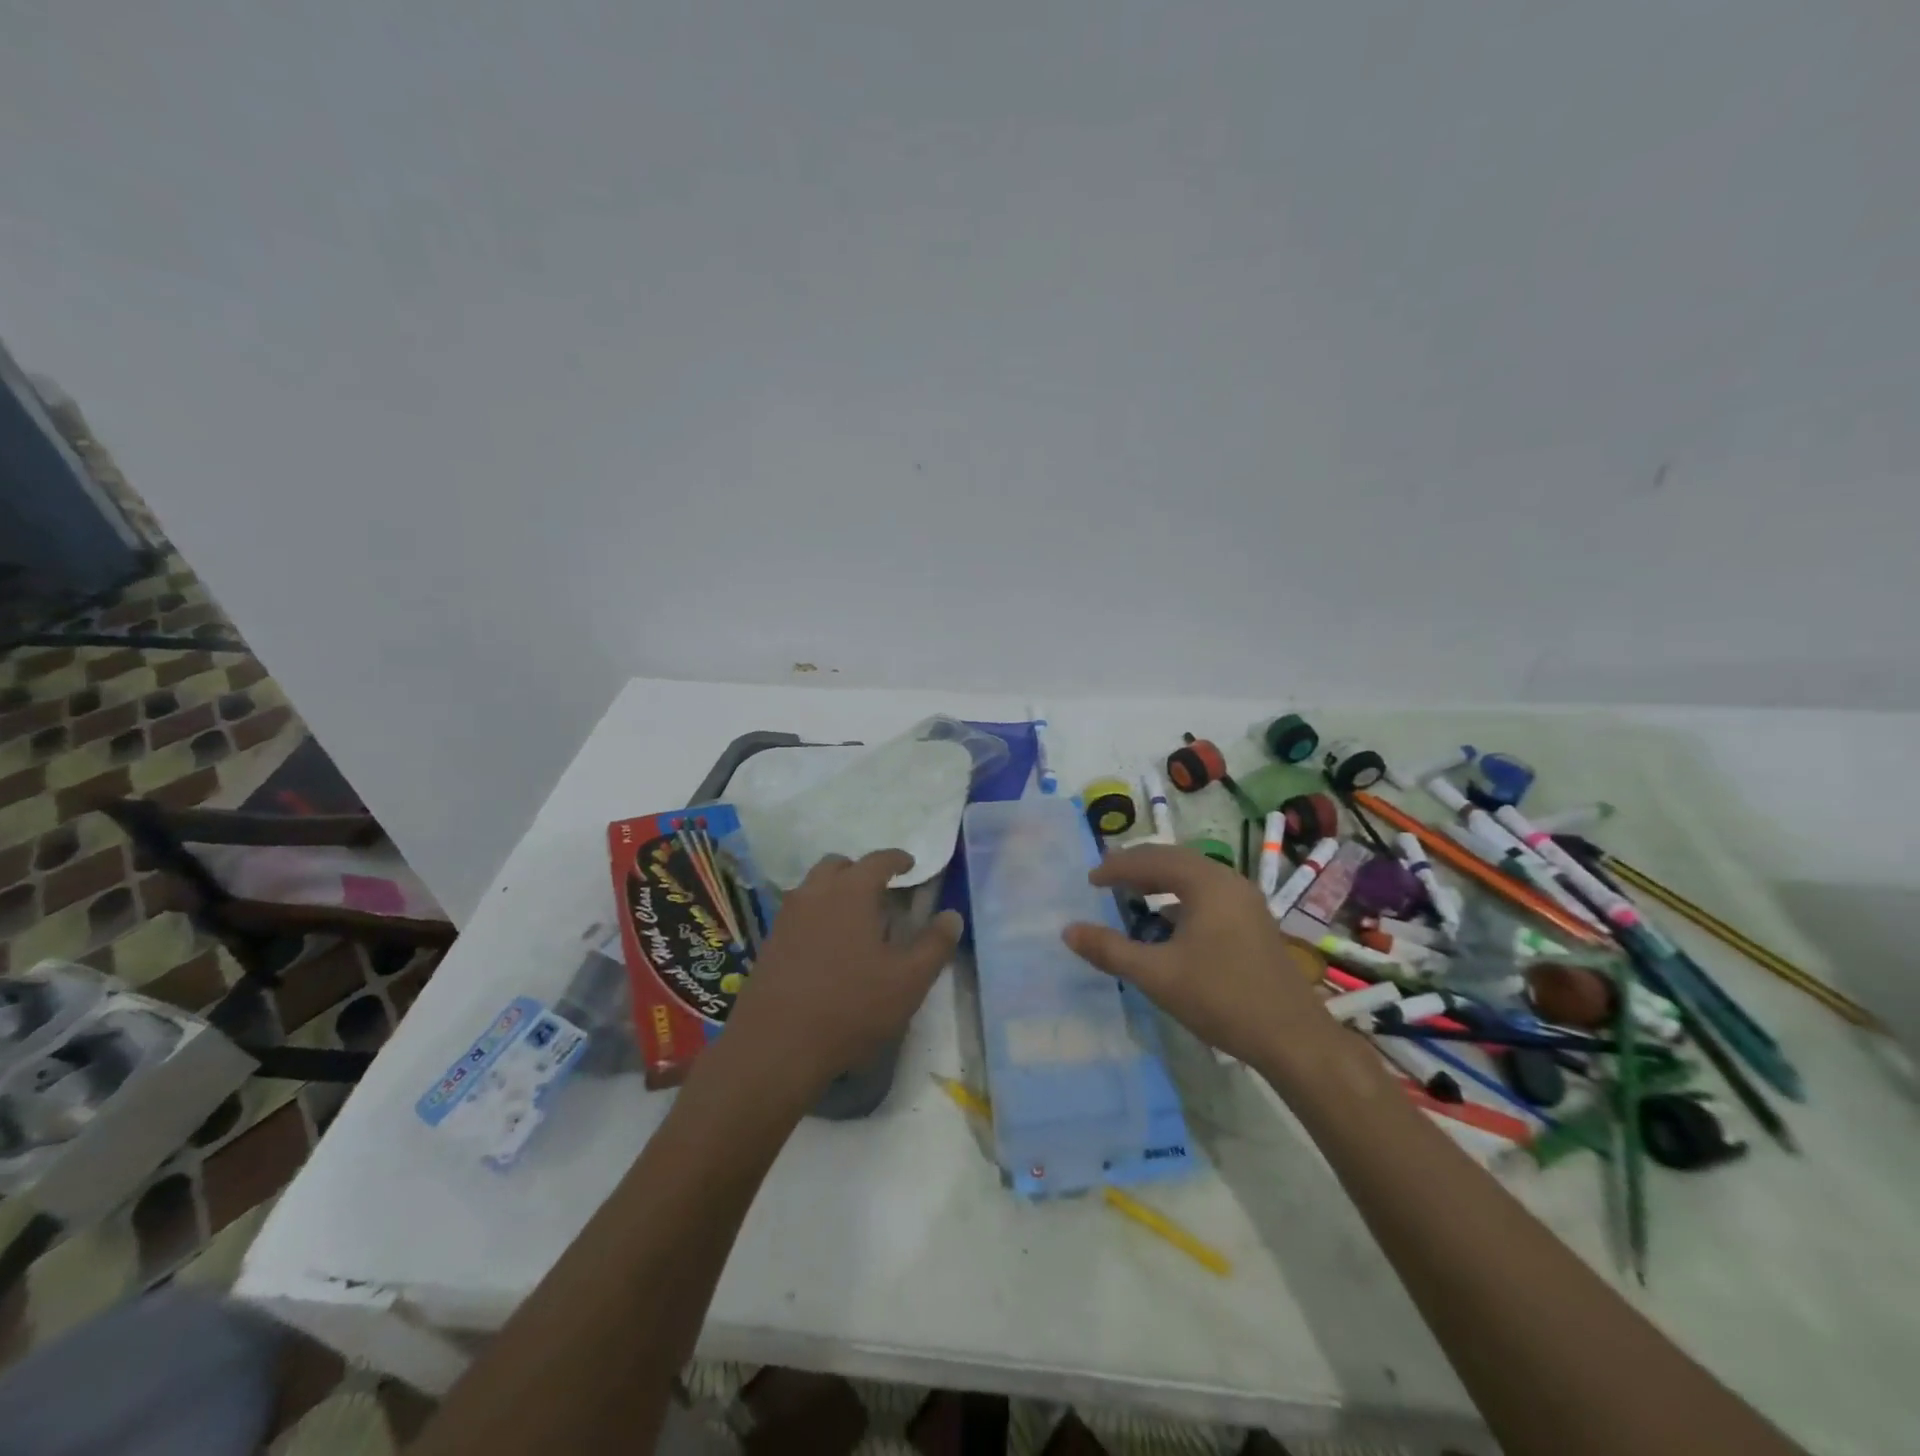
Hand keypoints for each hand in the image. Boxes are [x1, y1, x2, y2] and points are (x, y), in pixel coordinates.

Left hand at [719, 849, 962, 1099]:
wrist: (775, 1046)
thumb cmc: (851, 1007)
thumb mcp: (908, 981)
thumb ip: (934, 945)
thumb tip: (952, 916)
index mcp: (851, 892)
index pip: (877, 860)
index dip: (897, 859)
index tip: (910, 865)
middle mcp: (815, 893)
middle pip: (838, 866)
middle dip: (860, 870)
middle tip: (880, 890)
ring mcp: (787, 917)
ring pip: (813, 887)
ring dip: (835, 890)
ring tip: (854, 917)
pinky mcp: (770, 943)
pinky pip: (798, 913)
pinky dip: (816, 914)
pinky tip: (828, 945)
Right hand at [1062, 843, 1332, 1070]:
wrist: (1293, 1038)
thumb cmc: (1221, 998)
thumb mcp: (1157, 975)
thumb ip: (1110, 950)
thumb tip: (1068, 930)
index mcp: (1206, 884)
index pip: (1152, 860)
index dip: (1117, 866)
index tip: (1090, 879)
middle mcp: (1228, 882)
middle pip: (1174, 860)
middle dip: (1138, 867)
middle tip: (1106, 877)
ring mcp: (1246, 902)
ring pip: (1193, 877)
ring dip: (1160, 881)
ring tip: (1131, 894)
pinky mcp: (1254, 923)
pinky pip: (1208, 895)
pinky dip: (1180, 898)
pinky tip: (1167, 921)